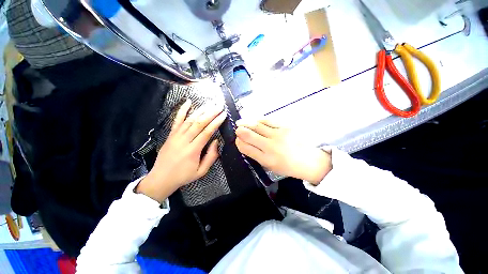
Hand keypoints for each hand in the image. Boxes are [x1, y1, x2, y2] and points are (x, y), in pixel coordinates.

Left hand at [136, 99, 226, 202]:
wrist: (161, 178)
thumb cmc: (183, 176)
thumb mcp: (201, 171)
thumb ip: (211, 156)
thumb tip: (216, 141)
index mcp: (193, 150)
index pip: (206, 132)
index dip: (216, 122)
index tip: (223, 115)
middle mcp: (184, 140)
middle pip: (199, 123)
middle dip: (210, 113)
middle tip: (219, 106)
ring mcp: (176, 136)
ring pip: (189, 120)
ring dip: (201, 110)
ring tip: (210, 104)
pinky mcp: (170, 134)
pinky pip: (177, 120)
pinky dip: (182, 110)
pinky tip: (188, 102)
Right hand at [235, 118, 331, 184]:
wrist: (309, 161)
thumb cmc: (288, 166)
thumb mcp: (270, 166)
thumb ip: (256, 155)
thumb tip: (244, 144)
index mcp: (266, 159)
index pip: (246, 148)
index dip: (239, 143)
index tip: (237, 140)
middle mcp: (271, 146)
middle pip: (249, 135)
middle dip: (240, 131)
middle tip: (237, 129)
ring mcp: (279, 135)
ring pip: (257, 125)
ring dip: (246, 123)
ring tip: (240, 122)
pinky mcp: (286, 126)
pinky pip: (268, 120)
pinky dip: (258, 120)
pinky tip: (254, 120)